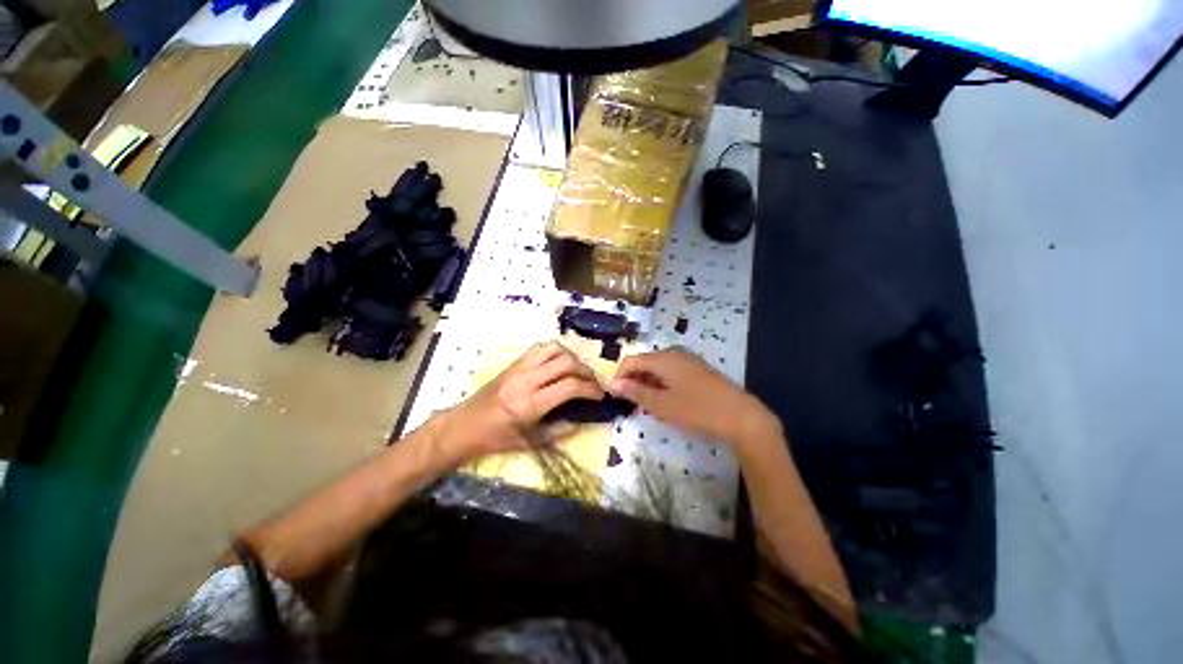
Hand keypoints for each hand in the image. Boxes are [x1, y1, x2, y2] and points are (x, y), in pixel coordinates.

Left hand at [435, 342, 603, 461]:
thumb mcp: (529, 443)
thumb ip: (559, 431)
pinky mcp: (514, 362)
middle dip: (586, 371)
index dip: (591, 389)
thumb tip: (582, 419)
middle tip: (593, 383)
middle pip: (566, 363)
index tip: (600, 396)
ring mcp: (519, 368)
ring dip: (572, 358)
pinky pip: (540, 348)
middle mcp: (526, 380)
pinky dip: (556, 352)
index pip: (570, 386)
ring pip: (555, 349)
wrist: (464, 425)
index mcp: (530, 404)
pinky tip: (559, 364)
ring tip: (578, 371)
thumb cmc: (495, 438)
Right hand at [608, 348, 780, 446]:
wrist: (741, 416)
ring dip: (648, 384)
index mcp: (662, 358)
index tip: (615, 397)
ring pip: (657, 368)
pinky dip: (662, 384)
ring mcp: (687, 359)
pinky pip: (671, 372)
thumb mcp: (661, 405)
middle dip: (634, 382)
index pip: (630, 361)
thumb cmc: (696, 410)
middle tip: (633, 405)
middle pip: (644, 363)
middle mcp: (673, 353)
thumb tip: (612, 383)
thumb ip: (635, 392)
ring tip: (650, 407)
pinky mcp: (697, 369)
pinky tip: (668, 401)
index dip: (619, 377)